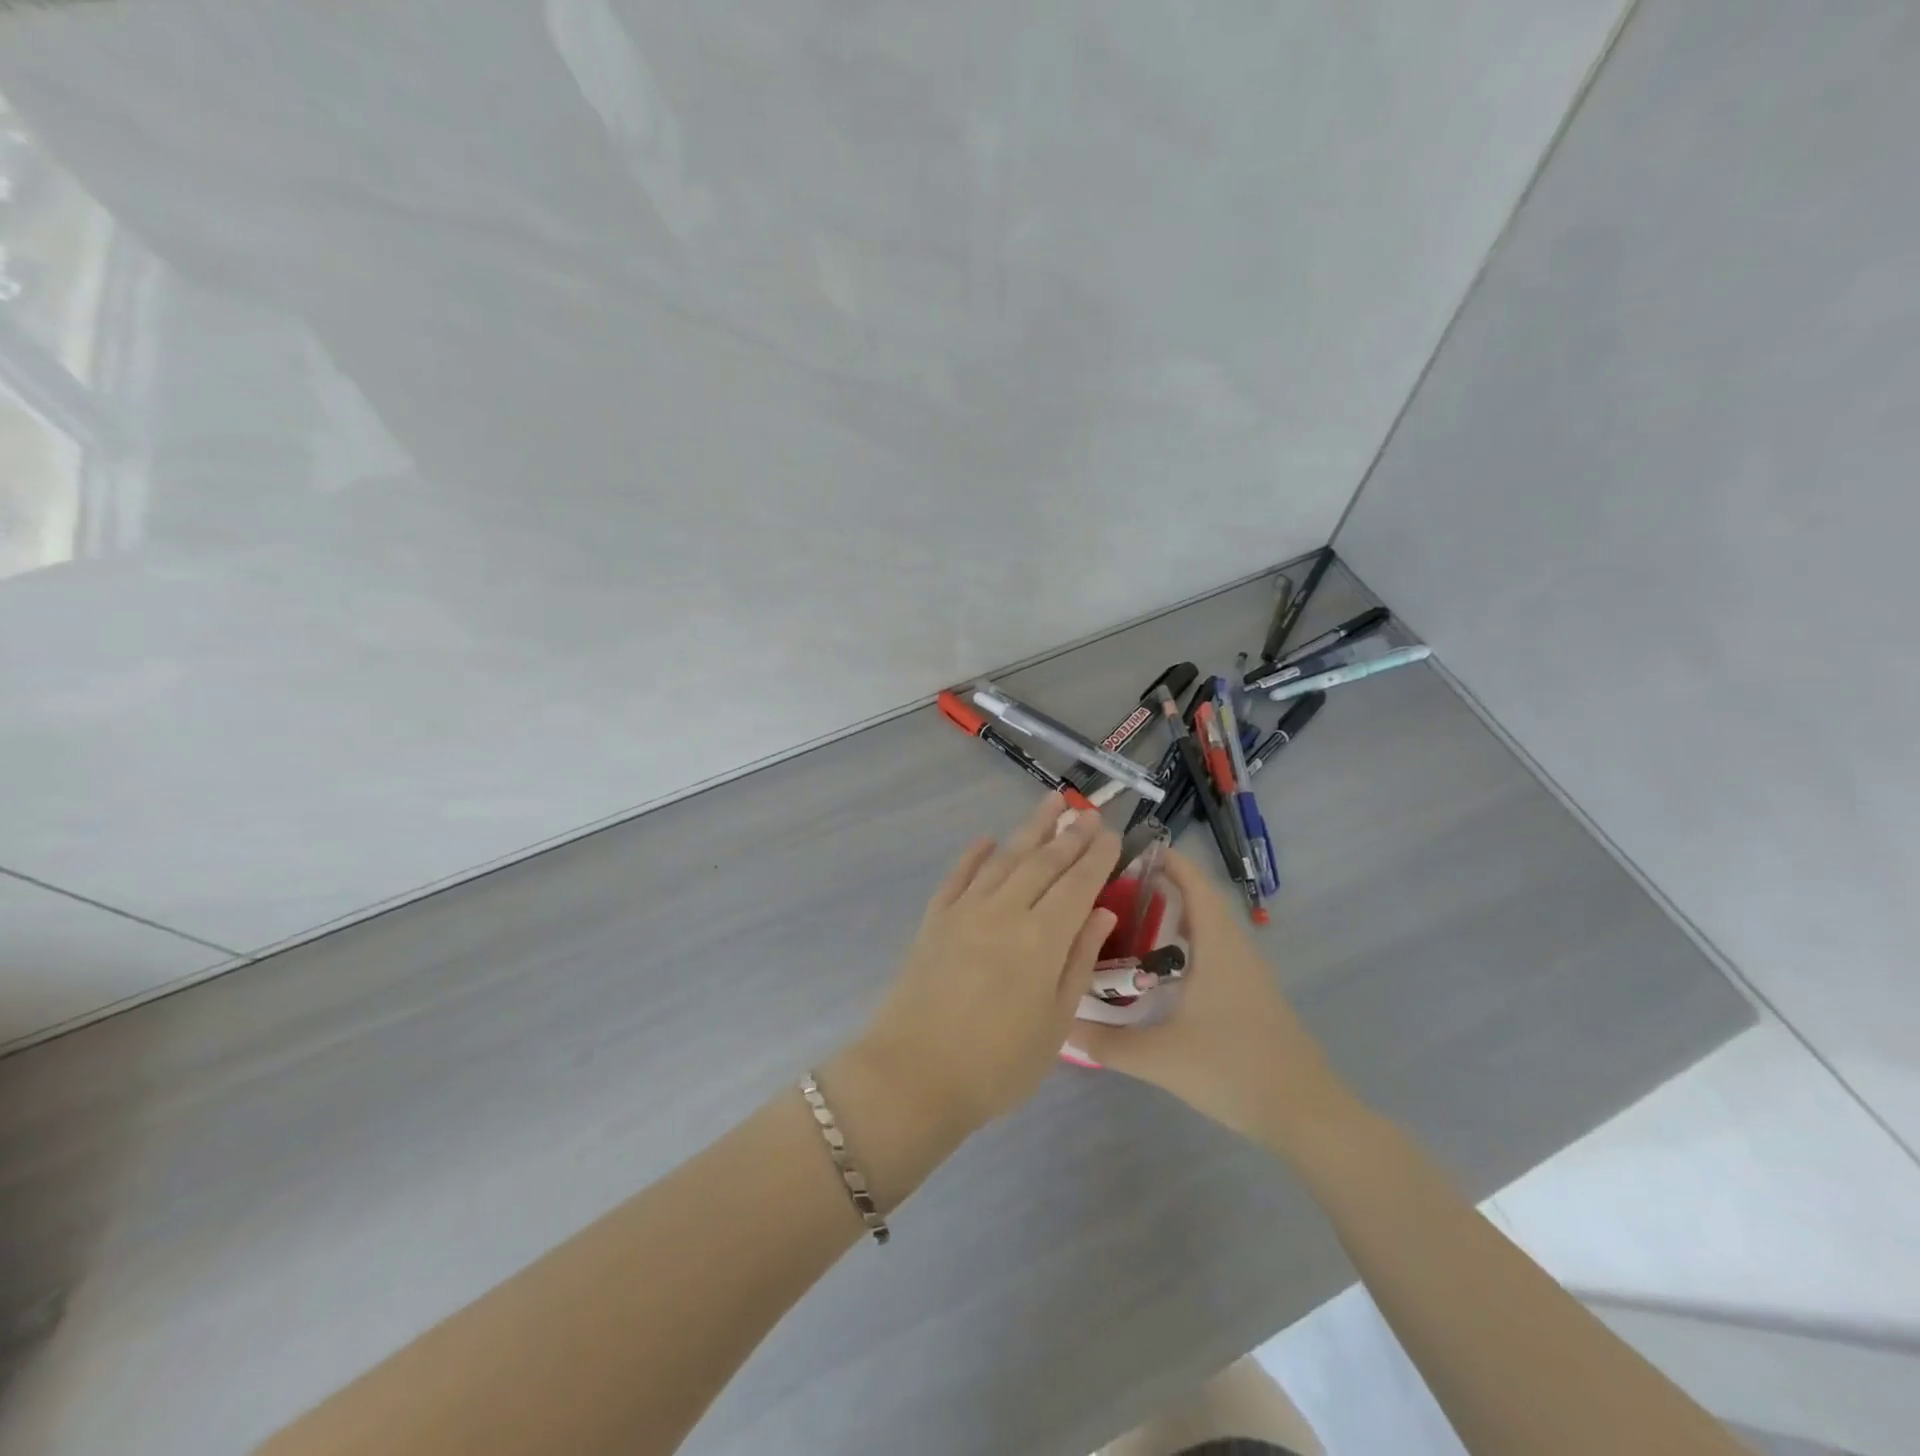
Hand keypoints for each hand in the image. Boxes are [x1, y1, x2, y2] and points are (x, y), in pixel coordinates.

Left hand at [855, 793, 1121, 1132]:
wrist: (913, 1075)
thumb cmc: (997, 1064)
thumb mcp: (1056, 1024)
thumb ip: (1078, 962)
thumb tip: (1101, 914)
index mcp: (1042, 938)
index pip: (1078, 885)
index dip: (1098, 857)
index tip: (1113, 834)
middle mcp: (1005, 911)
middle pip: (1043, 862)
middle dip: (1070, 835)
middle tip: (1089, 812)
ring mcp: (965, 910)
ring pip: (1005, 858)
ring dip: (1030, 829)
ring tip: (1051, 804)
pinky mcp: (935, 918)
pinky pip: (959, 875)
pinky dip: (975, 855)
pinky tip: (987, 840)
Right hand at [1075, 849, 1356, 1147]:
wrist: (1306, 1114)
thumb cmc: (1234, 1070)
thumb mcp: (1160, 1058)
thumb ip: (1106, 1043)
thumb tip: (1061, 1026)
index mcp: (1217, 946)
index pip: (1193, 884)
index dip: (1166, 861)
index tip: (1128, 850)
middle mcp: (1235, 949)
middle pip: (1199, 900)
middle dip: (1160, 886)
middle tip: (1114, 888)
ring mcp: (1248, 973)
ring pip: (1208, 927)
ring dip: (1174, 915)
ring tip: (1128, 920)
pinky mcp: (1252, 994)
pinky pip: (1215, 949)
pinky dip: (1187, 942)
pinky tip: (1159, 968)